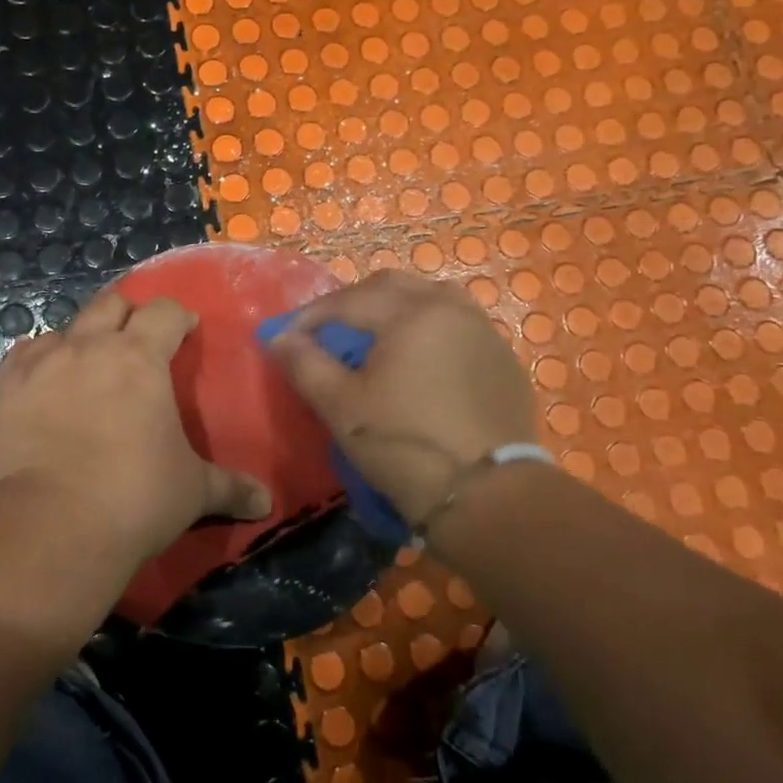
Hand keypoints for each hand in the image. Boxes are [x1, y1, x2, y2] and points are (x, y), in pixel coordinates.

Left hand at [0, 290, 272, 559]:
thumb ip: (231, 488)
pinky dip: (37, 362)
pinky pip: (21, 357)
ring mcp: (40, 365)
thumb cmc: (135, 498)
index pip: (164, 311)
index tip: (185, 329)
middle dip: (128, 314)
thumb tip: (267, 502)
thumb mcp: (193, 492)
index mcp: (140, 358)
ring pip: (62, 328)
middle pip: (110, 304)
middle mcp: (89, 347)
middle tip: (137, 339)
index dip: (177, 316)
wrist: (52, 526)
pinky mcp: (4, 391)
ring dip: (80, 339)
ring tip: (86, 366)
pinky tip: (42, 384)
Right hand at [265, 269, 539, 524]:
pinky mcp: (503, 359)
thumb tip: (279, 337)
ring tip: (374, 338)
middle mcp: (450, 308)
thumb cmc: (404, 445)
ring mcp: (483, 331)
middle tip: (327, 330)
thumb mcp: (341, 407)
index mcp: (410, 314)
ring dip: (395, 308)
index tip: (286, 337)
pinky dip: (428, 328)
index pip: (347, 300)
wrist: (487, 496)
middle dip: (352, 302)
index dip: (311, 316)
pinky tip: (418, 360)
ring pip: (430, 298)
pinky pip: (458, 324)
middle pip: (391, 286)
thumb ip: (305, 364)